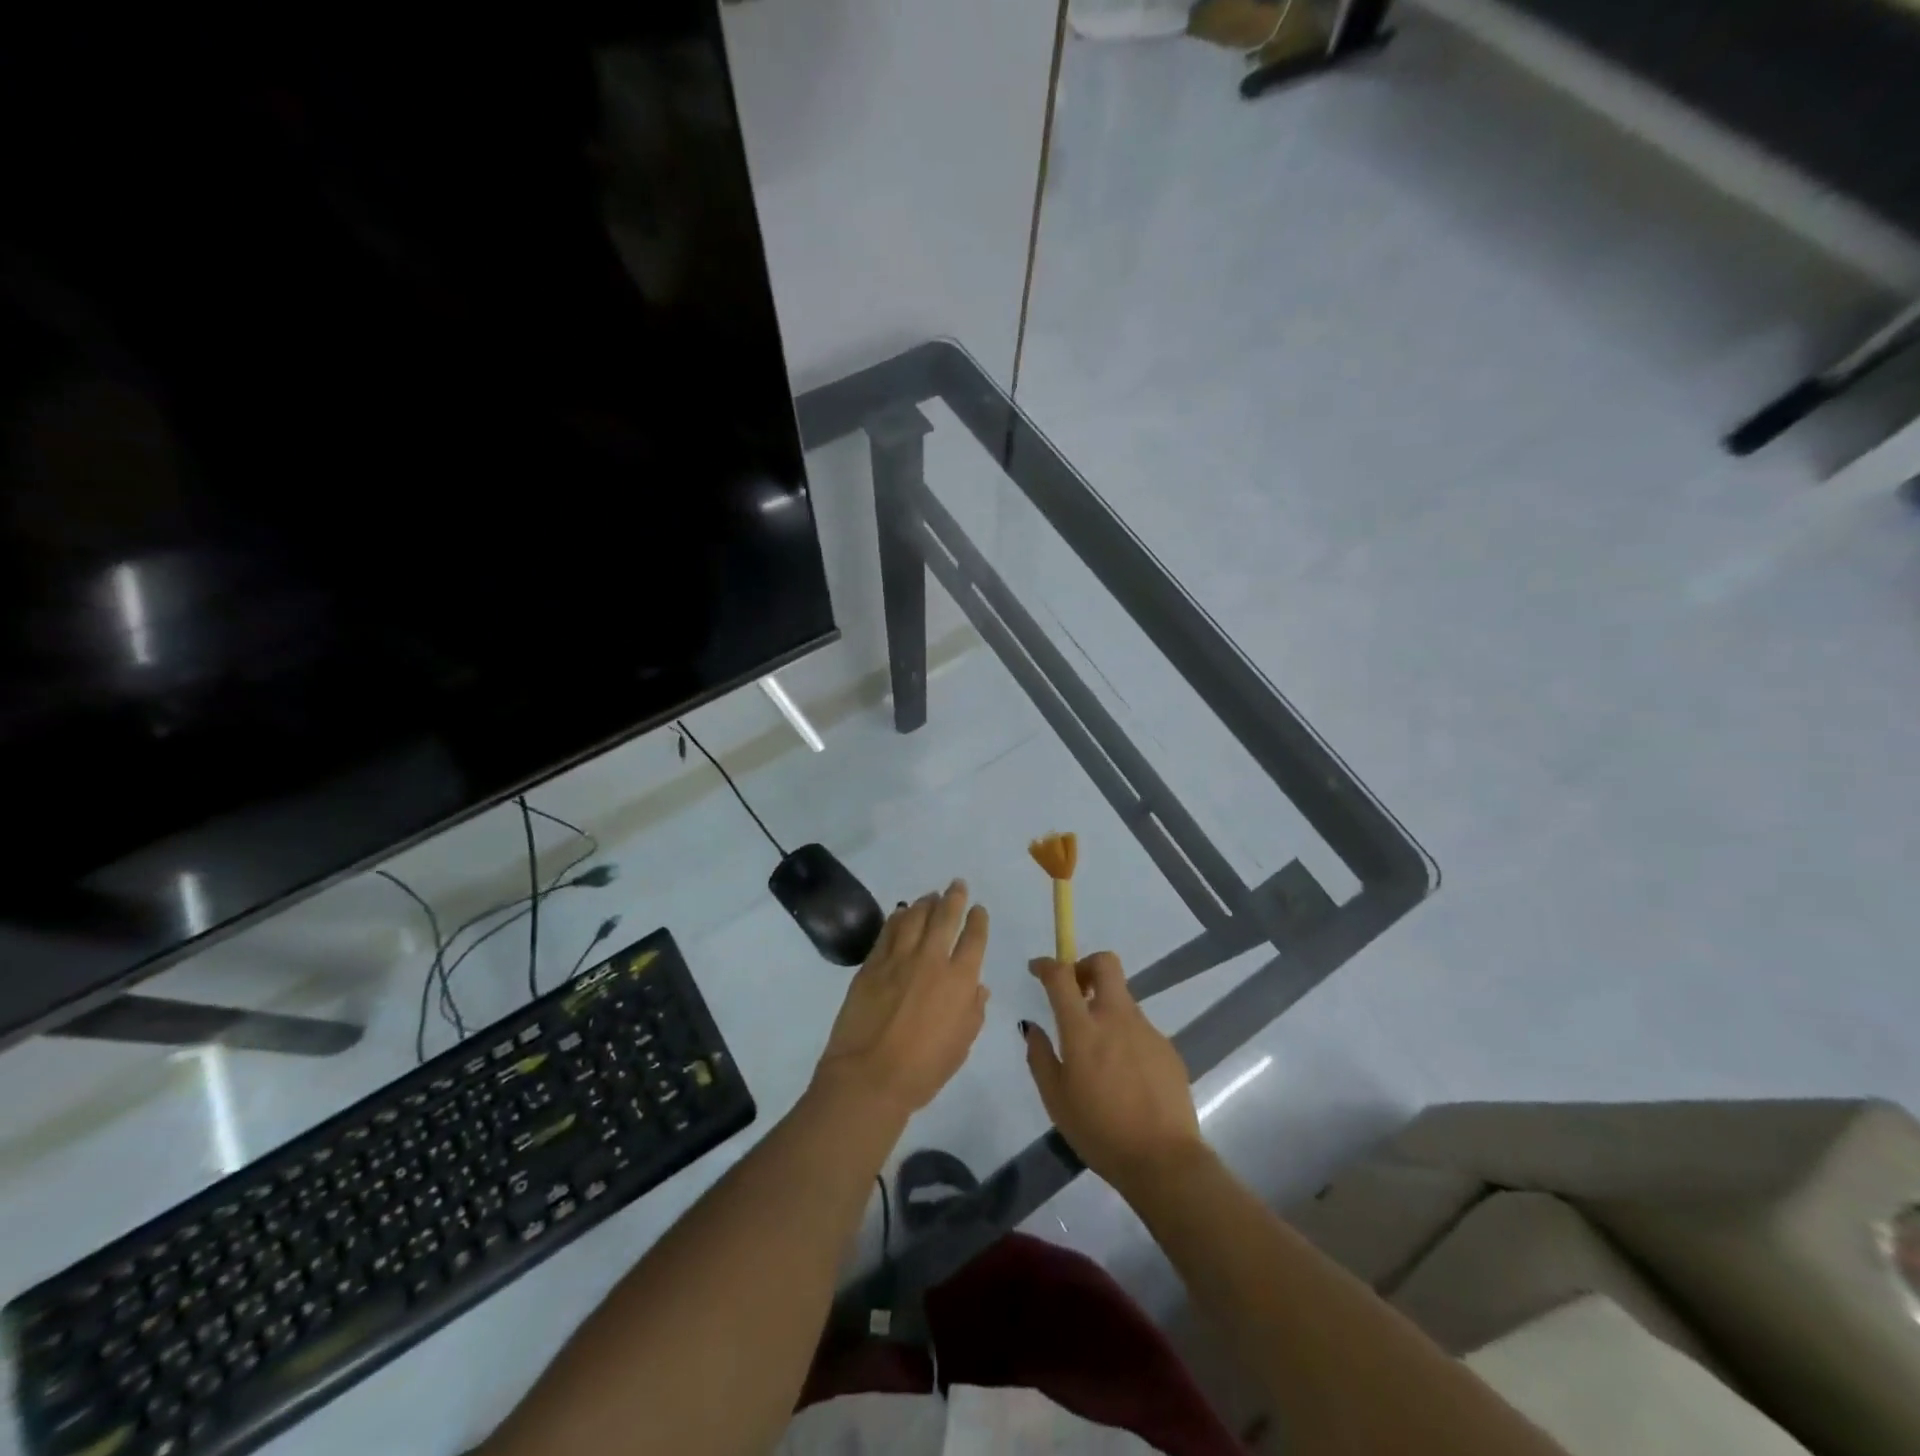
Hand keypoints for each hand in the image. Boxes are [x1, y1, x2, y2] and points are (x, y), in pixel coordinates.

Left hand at [814, 880, 989, 1115]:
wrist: (869, 1077)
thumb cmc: (923, 1070)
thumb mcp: (961, 1045)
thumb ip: (973, 1012)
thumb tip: (978, 987)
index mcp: (960, 981)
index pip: (974, 938)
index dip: (978, 920)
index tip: (978, 909)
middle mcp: (932, 960)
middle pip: (945, 917)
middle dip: (954, 898)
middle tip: (957, 885)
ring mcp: (899, 958)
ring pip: (915, 917)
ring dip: (925, 903)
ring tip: (930, 896)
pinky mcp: (872, 964)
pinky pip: (888, 931)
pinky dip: (898, 918)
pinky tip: (901, 912)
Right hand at [1022, 952, 1205, 1193]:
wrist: (1163, 1160)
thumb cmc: (1099, 1132)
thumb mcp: (1055, 1100)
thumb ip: (1040, 1057)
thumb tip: (1032, 1027)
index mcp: (1083, 1029)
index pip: (1062, 976)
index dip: (1046, 964)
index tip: (1037, 969)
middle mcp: (1116, 1018)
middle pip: (1105, 963)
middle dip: (1085, 965)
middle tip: (1075, 991)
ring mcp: (1146, 1030)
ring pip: (1123, 998)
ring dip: (1105, 1007)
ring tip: (1098, 1050)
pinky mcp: (1167, 1047)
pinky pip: (1139, 1028)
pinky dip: (1125, 1036)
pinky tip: (1123, 1074)